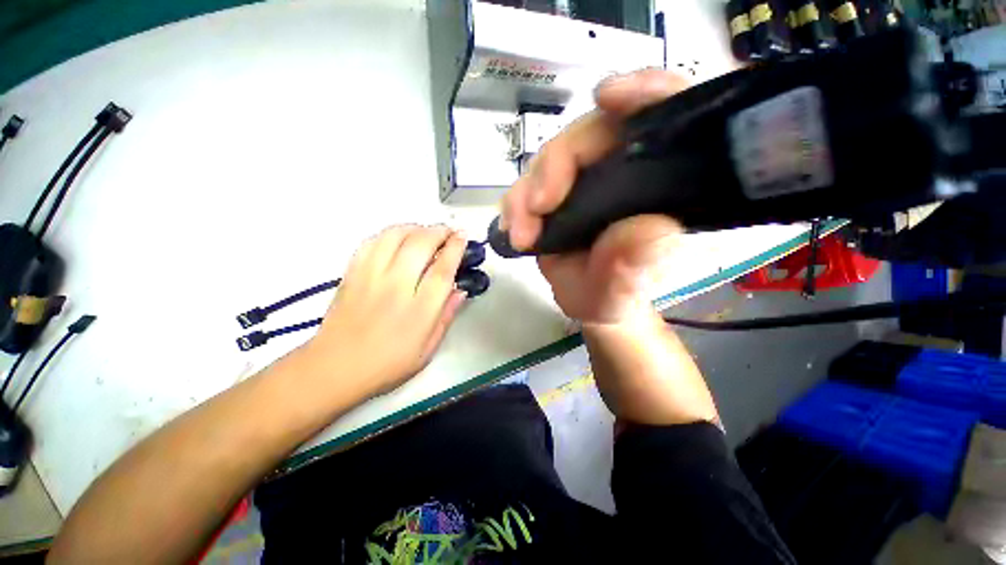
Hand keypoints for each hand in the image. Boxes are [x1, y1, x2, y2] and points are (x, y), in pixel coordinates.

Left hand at [302, 225, 467, 397]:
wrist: (334, 369)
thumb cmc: (387, 364)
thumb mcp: (427, 349)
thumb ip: (446, 317)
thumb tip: (460, 291)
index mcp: (419, 311)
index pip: (442, 270)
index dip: (455, 249)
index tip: (462, 237)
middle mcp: (396, 287)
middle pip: (420, 245)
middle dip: (438, 232)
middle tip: (448, 232)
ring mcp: (370, 277)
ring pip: (394, 236)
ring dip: (414, 228)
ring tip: (425, 232)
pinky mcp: (352, 274)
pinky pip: (371, 242)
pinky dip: (389, 234)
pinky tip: (397, 238)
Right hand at [500, 69, 688, 324]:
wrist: (589, 303)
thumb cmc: (616, 298)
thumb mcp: (626, 291)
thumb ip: (634, 269)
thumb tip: (647, 230)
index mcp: (665, 184)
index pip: (671, 115)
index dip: (645, 94)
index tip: (608, 98)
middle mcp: (626, 171)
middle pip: (594, 131)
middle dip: (557, 163)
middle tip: (538, 206)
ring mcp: (587, 179)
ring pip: (553, 156)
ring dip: (529, 190)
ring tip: (522, 233)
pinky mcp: (558, 192)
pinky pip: (530, 182)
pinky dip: (517, 202)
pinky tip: (514, 227)